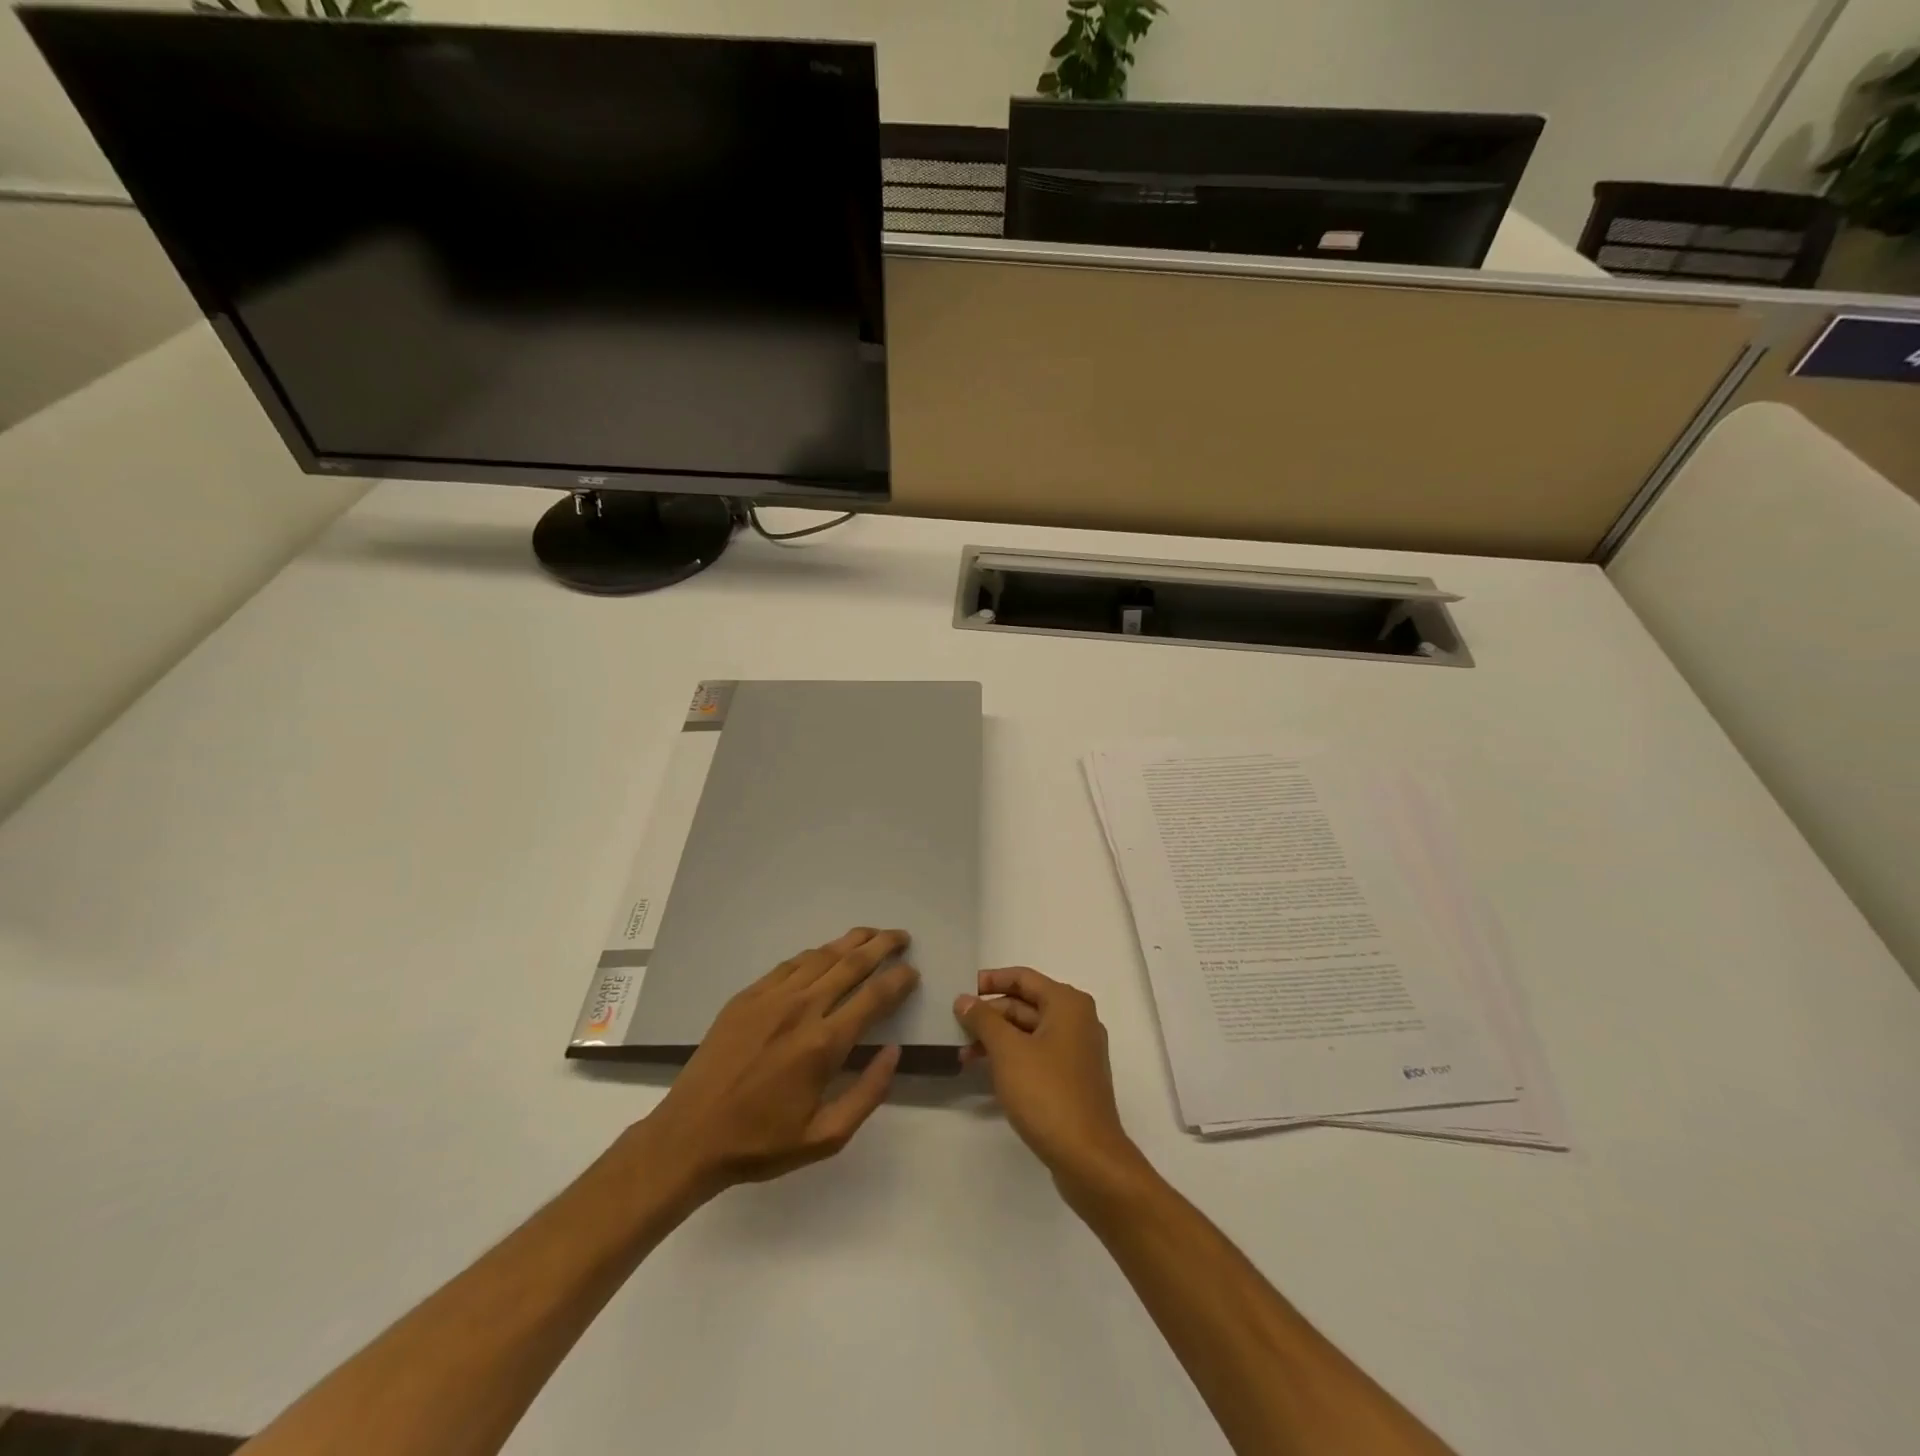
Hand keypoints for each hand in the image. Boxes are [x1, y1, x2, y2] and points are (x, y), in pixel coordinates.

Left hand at [640, 927, 918, 1199]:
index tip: (913, 971)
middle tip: (901, 937)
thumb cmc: (761, 1142)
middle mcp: (801, 1009)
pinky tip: (824, 954)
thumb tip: (894, 1052)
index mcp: (823, 1044)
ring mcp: (770, 997)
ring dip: (850, 941)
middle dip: (881, 945)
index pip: (874, 997)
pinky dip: (815, 954)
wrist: (689, 1136)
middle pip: (850, 963)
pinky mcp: (746, 996)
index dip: (899, 979)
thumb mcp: (826, 1138)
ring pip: (820, 956)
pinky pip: (790, 964)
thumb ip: (868, 1094)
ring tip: (871, 935)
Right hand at [955, 968, 1143, 1197]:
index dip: (991, 981)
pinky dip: (1013, 1057)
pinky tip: (987, 1072)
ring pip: (1030, 1032)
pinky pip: (1038, 1054)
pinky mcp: (1074, 1079)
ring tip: (964, 1054)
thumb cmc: (1047, 1093)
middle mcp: (1077, 1020)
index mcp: (1067, 1004)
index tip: (962, 990)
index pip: (1023, 978)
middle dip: (991, 1014)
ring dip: (998, 1039)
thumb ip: (983, 1020)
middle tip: (957, 1026)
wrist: (1088, 1157)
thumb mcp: (1008, 1051)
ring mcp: (1078, 1051)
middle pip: (1027, 1004)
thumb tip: (964, 999)